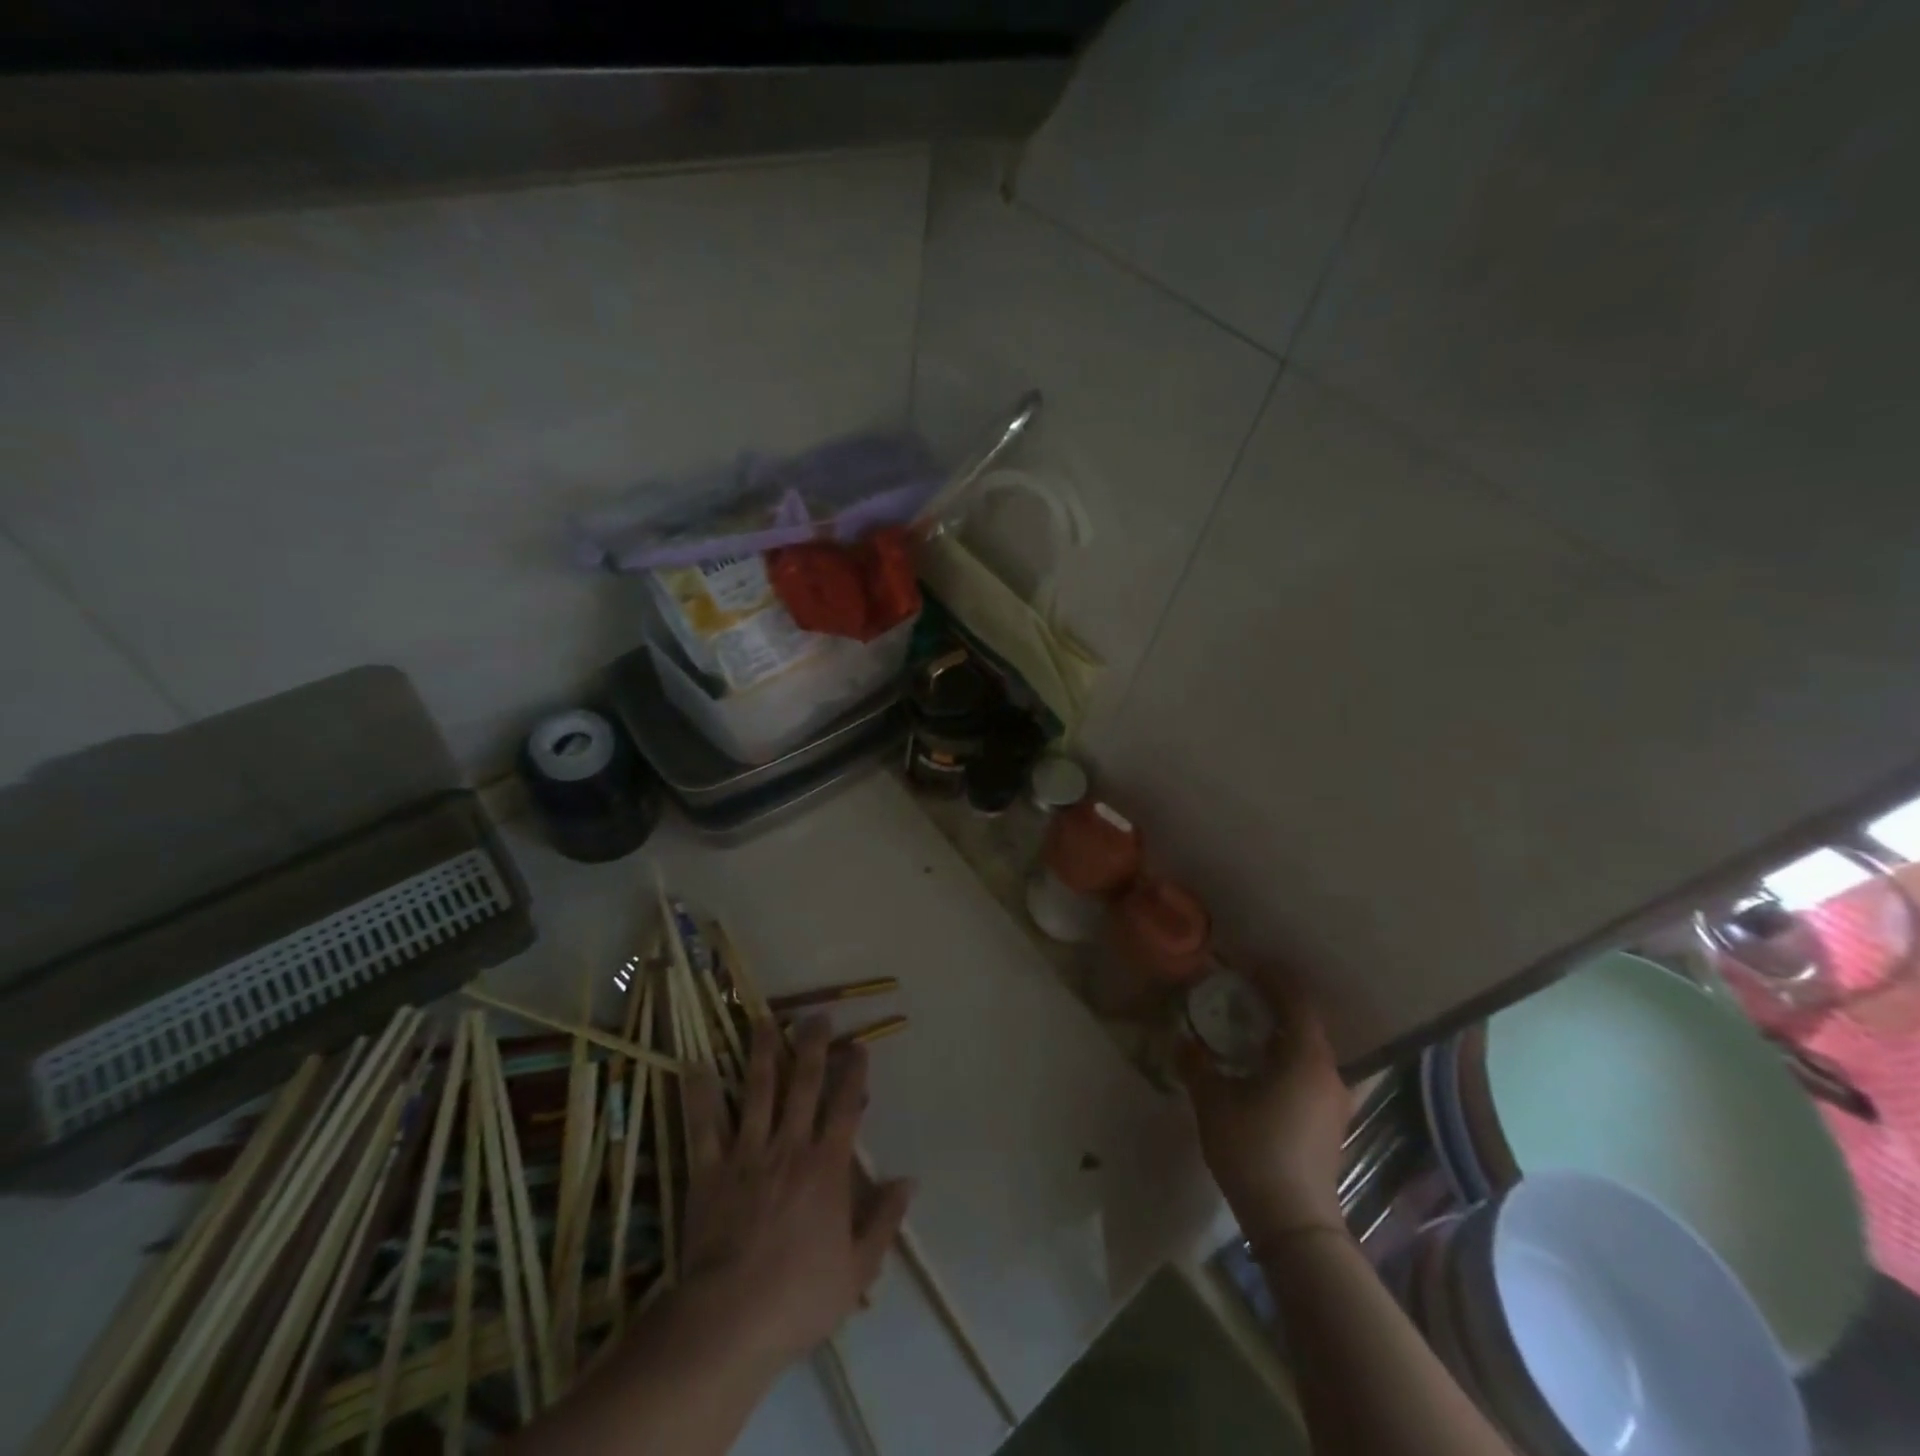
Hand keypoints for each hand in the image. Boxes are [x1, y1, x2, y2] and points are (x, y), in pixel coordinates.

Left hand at [679, 1017, 914, 1375]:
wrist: (730, 1321)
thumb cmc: (799, 1297)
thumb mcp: (857, 1268)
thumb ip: (884, 1220)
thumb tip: (909, 1180)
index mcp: (827, 1167)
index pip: (845, 1107)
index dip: (854, 1073)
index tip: (858, 1044)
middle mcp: (790, 1147)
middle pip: (804, 1085)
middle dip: (812, 1046)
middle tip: (816, 1015)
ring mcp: (747, 1154)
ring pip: (758, 1091)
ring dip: (763, 1053)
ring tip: (763, 1020)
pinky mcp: (710, 1170)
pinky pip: (704, 1126)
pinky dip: (700, 1095)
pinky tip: (696, 1065)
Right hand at [1180, 970, 1348, 1246]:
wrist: (1294, 1223)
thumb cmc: (1254, 1150)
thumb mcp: (1213, 1102)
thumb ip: (1196, 1064)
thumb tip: (1181, 1040)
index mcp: (1307, 1057)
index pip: (1296, 1000)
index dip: (1273, 977)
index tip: (1246, 965)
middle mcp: (1330, 1072)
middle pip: (1308, 1022)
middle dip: (1276, 1003)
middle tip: (1241, 992)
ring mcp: (1335, 1100)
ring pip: (1311, 1049)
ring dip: (1283, 1032)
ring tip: (1249, 1026)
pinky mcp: (1331, 1121)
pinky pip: (1311, 1070)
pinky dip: (1289, 1056)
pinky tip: (1262, 1065)